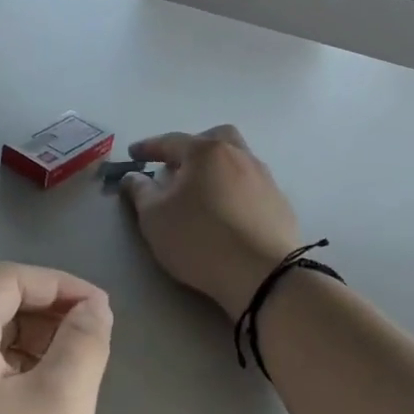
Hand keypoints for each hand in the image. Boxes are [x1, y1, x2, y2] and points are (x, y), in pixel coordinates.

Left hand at [0, 264, 113, 413]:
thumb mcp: (60, 406)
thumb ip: (83, 343)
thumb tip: (92, 308)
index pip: (11, 279)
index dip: (63, 287)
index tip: (104, 315)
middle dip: (46, 318)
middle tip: (91, 351)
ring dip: (27, 348)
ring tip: (68, 384)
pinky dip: (2, 377)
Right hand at [120, 126, 301, 318]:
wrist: (263, 274)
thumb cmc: (200, 239)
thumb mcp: (155, 217)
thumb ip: (140, 192)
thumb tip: (133, 176)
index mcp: (206, 152)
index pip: (171, 141)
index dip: (148, 147)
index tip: (133, 153)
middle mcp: (239, 156)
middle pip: (214, 139)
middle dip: (192, 148)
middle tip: (176, 167)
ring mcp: (264, 178)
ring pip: (237, 160)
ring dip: (216, 169)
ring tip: (201, 192)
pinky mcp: (280, 203)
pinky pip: (251, 185)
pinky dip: (234, 191)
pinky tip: (227, 212)